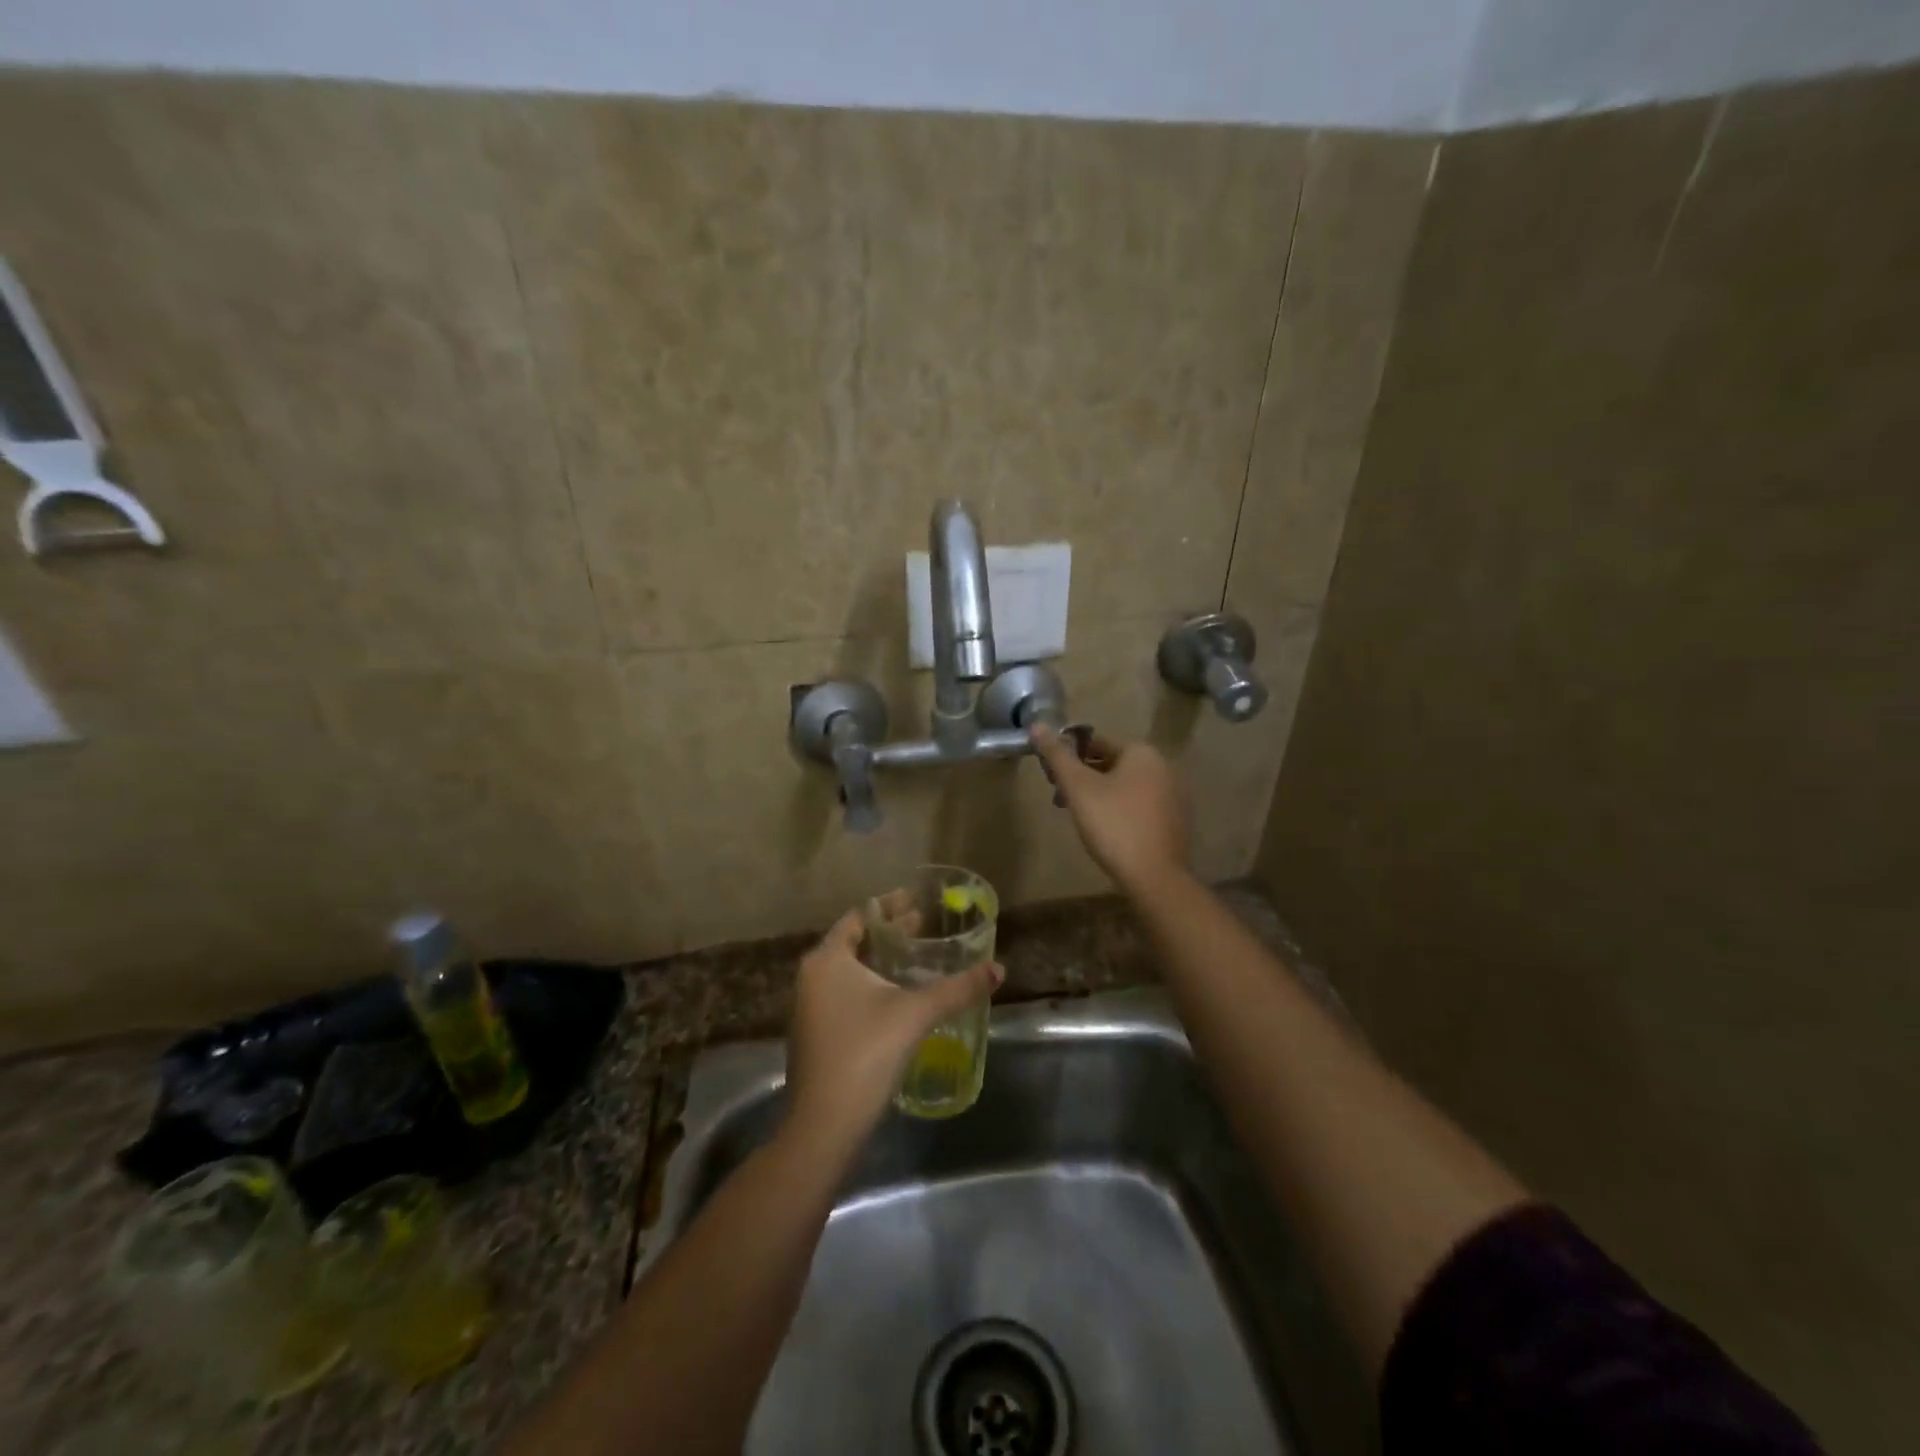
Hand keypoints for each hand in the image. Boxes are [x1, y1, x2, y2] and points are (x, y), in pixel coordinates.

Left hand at [785, 909, 1002, 1150]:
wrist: (824, 1125)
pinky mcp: (815, 1033)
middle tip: (924, 926)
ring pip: (849, 970)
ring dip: (881, 960)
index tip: (918, 901)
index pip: (859, 917)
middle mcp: (812, 976)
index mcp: (828, 959)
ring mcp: (809, 1007)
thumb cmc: (866, 1053)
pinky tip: (897, 997)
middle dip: (889, 934)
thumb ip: (958, 989)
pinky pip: (845, 993)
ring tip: (915, 958)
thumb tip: (999, 970)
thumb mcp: (916, 1014)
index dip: (890, 906)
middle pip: (854, 942)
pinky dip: (870, 985)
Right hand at [1030, 724, 1189, 893]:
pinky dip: (1119, 810)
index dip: (1068, 756)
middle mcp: (1163, 767)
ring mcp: (1173, 795)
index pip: (1095, 742)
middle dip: (1083, 778)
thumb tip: (1037, 725)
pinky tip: (1105, 831)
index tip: (1051, 777)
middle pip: (1111, 764)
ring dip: (1099, 795)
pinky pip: (1139, 805)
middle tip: (1060, 799)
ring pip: (1124, 786)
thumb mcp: (1078, 788)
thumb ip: (1057, 755)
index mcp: (1142, 753)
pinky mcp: (1174, 821)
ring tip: (1079, 817)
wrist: (1154, 877)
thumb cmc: (1113, 825)